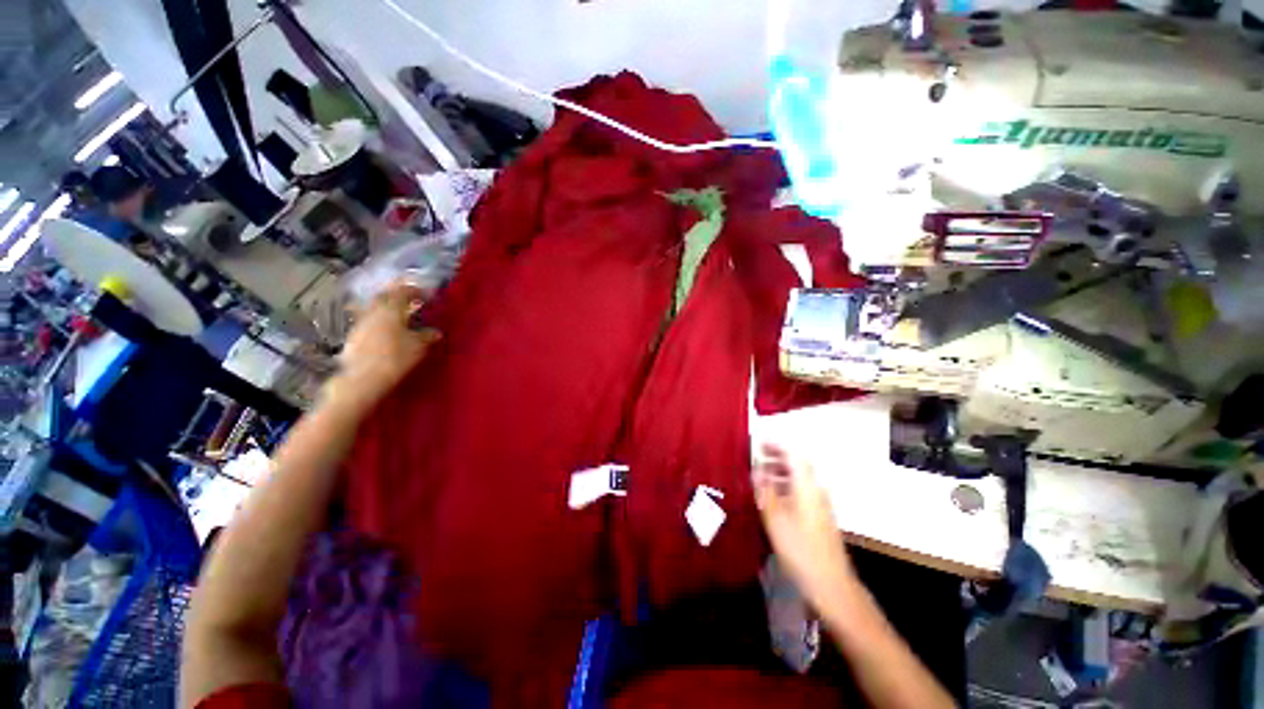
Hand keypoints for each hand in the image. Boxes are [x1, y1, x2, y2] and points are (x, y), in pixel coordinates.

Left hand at [327, 282, 440, 412]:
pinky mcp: (354, 336)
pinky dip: (380, 321)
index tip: (425, 295)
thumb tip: (436, 332)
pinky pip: (369, 321)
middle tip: (410, 301)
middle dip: (397, 296)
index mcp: (391, 309)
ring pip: (375, 309)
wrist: (363, 379)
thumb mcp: (418, 346)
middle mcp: (373, 311)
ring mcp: (361, 323)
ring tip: (400, 316)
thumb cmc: (396, 357)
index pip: (402, 291)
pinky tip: (387, 331)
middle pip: (384, 297)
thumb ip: (427, 335)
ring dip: (387, 309)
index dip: (414, 291)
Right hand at [753, 444, 854, 607]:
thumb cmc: (800, 549)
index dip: (777, 446)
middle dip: (777, 457)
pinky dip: (785, 487)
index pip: (794, 455)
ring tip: (760, 476)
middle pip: (798, 466)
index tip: (759, 442)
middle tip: (756, 456)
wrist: (831, 585)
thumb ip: (765, 491)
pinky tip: (772, 498)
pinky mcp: (819, 519)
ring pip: (799, 480)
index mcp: (807, 487)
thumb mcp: (775, 518)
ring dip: (780, 473)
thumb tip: (757, 469)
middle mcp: (816, 491)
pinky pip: (801, 493)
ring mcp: (820, 505)